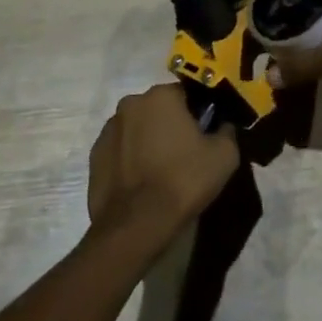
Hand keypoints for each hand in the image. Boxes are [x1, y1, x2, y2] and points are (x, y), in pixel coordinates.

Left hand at [88, 83, 238, 240]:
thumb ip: (227, 131)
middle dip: (171, 125)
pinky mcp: (94, 156)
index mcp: (161, 95)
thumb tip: (223, 125)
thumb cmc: (183, 181)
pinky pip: (120, 150)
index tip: (204, 136)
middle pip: (159, 109)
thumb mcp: (224, 156)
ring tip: (160, 173)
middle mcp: (130, 103)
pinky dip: (130, 159)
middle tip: (184, 155)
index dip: (198, 114)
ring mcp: (108, 130)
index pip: (186, 94)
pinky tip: (141, 183)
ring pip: (137, 128)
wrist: (136, 226)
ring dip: (148, 141)